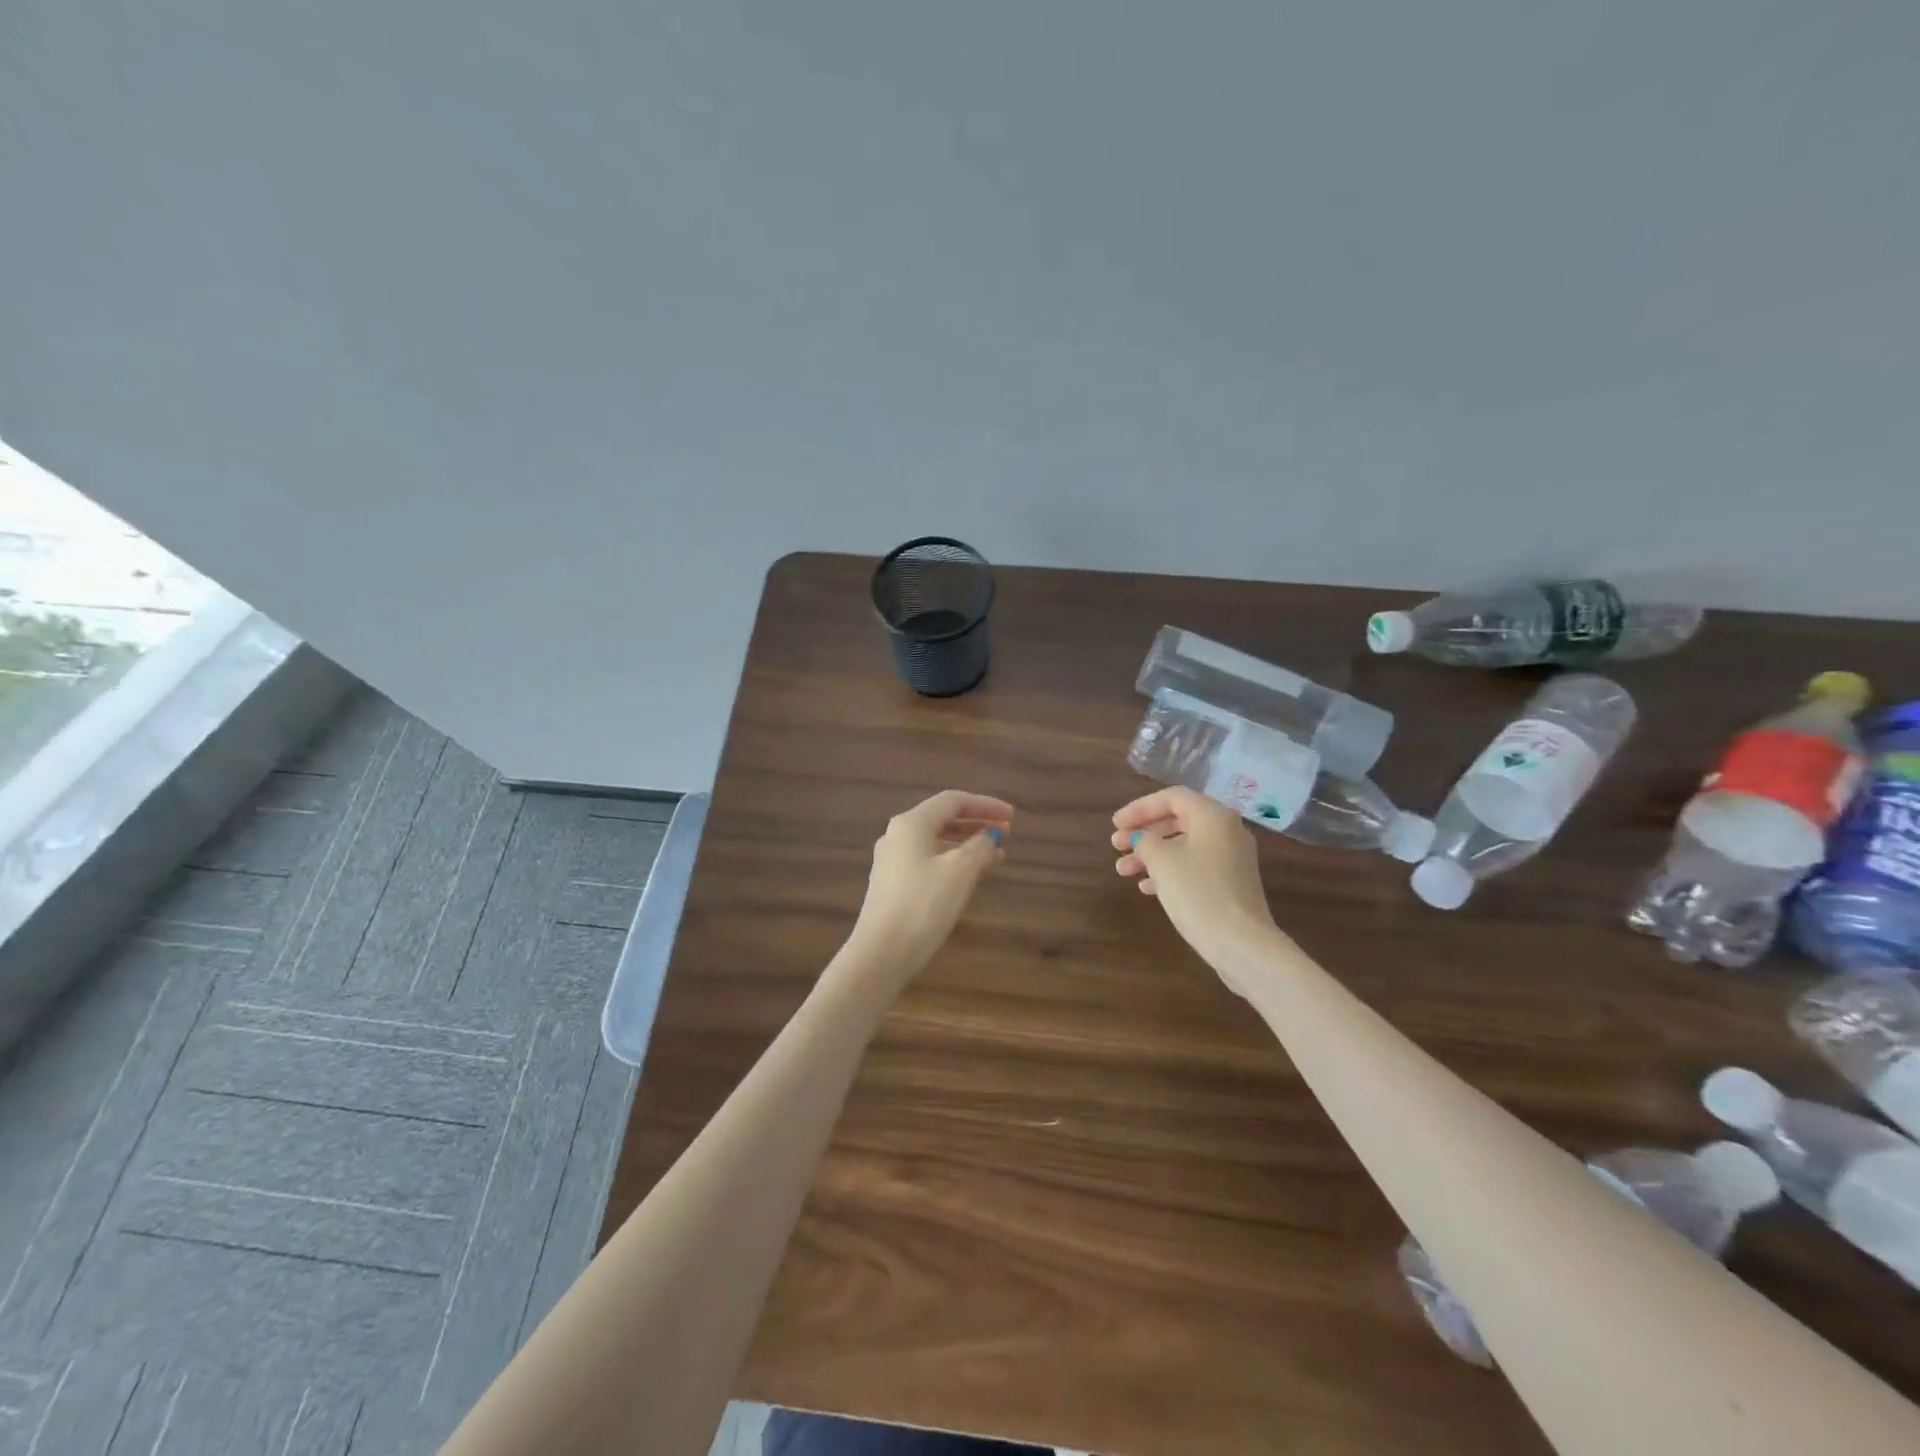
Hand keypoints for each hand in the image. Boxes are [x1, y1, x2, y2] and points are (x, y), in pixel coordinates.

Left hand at [847, 790, 1012, 982]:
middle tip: (1006, 834)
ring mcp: (890, 862)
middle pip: (942, 818)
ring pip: (934, 842)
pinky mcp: (891, 886)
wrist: (881, 953)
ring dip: (966, 844)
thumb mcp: (960, 872)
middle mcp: (896, 835)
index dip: (985, 804)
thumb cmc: (923, 905)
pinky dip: (951, 862)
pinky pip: (926, 861)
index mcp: (911, 823)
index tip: (1011, 817)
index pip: (953, 800)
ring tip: (994, 857)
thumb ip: (981, 847)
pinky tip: (968, 878)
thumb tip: (992, 835)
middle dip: (976, 823)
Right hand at [1111, 787, 1281, 988]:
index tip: (1116, 825)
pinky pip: (1195, 865)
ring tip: (1123, 870)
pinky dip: (1170, 870)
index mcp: (1213, 816)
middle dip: (1144, 832)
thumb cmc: (1198, 893)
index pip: (1172, 797)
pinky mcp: (1232, 883)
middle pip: (1178, 820)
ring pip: (1184, 845)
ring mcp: (1232, 858)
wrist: (1241, 943)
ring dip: (1152, 854)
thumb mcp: (1162, 862)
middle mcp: (1227, 830)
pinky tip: (1147, 887)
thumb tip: (1142, 838)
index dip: (1139, 808)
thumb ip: (1146, 841)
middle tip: (1116, 845)